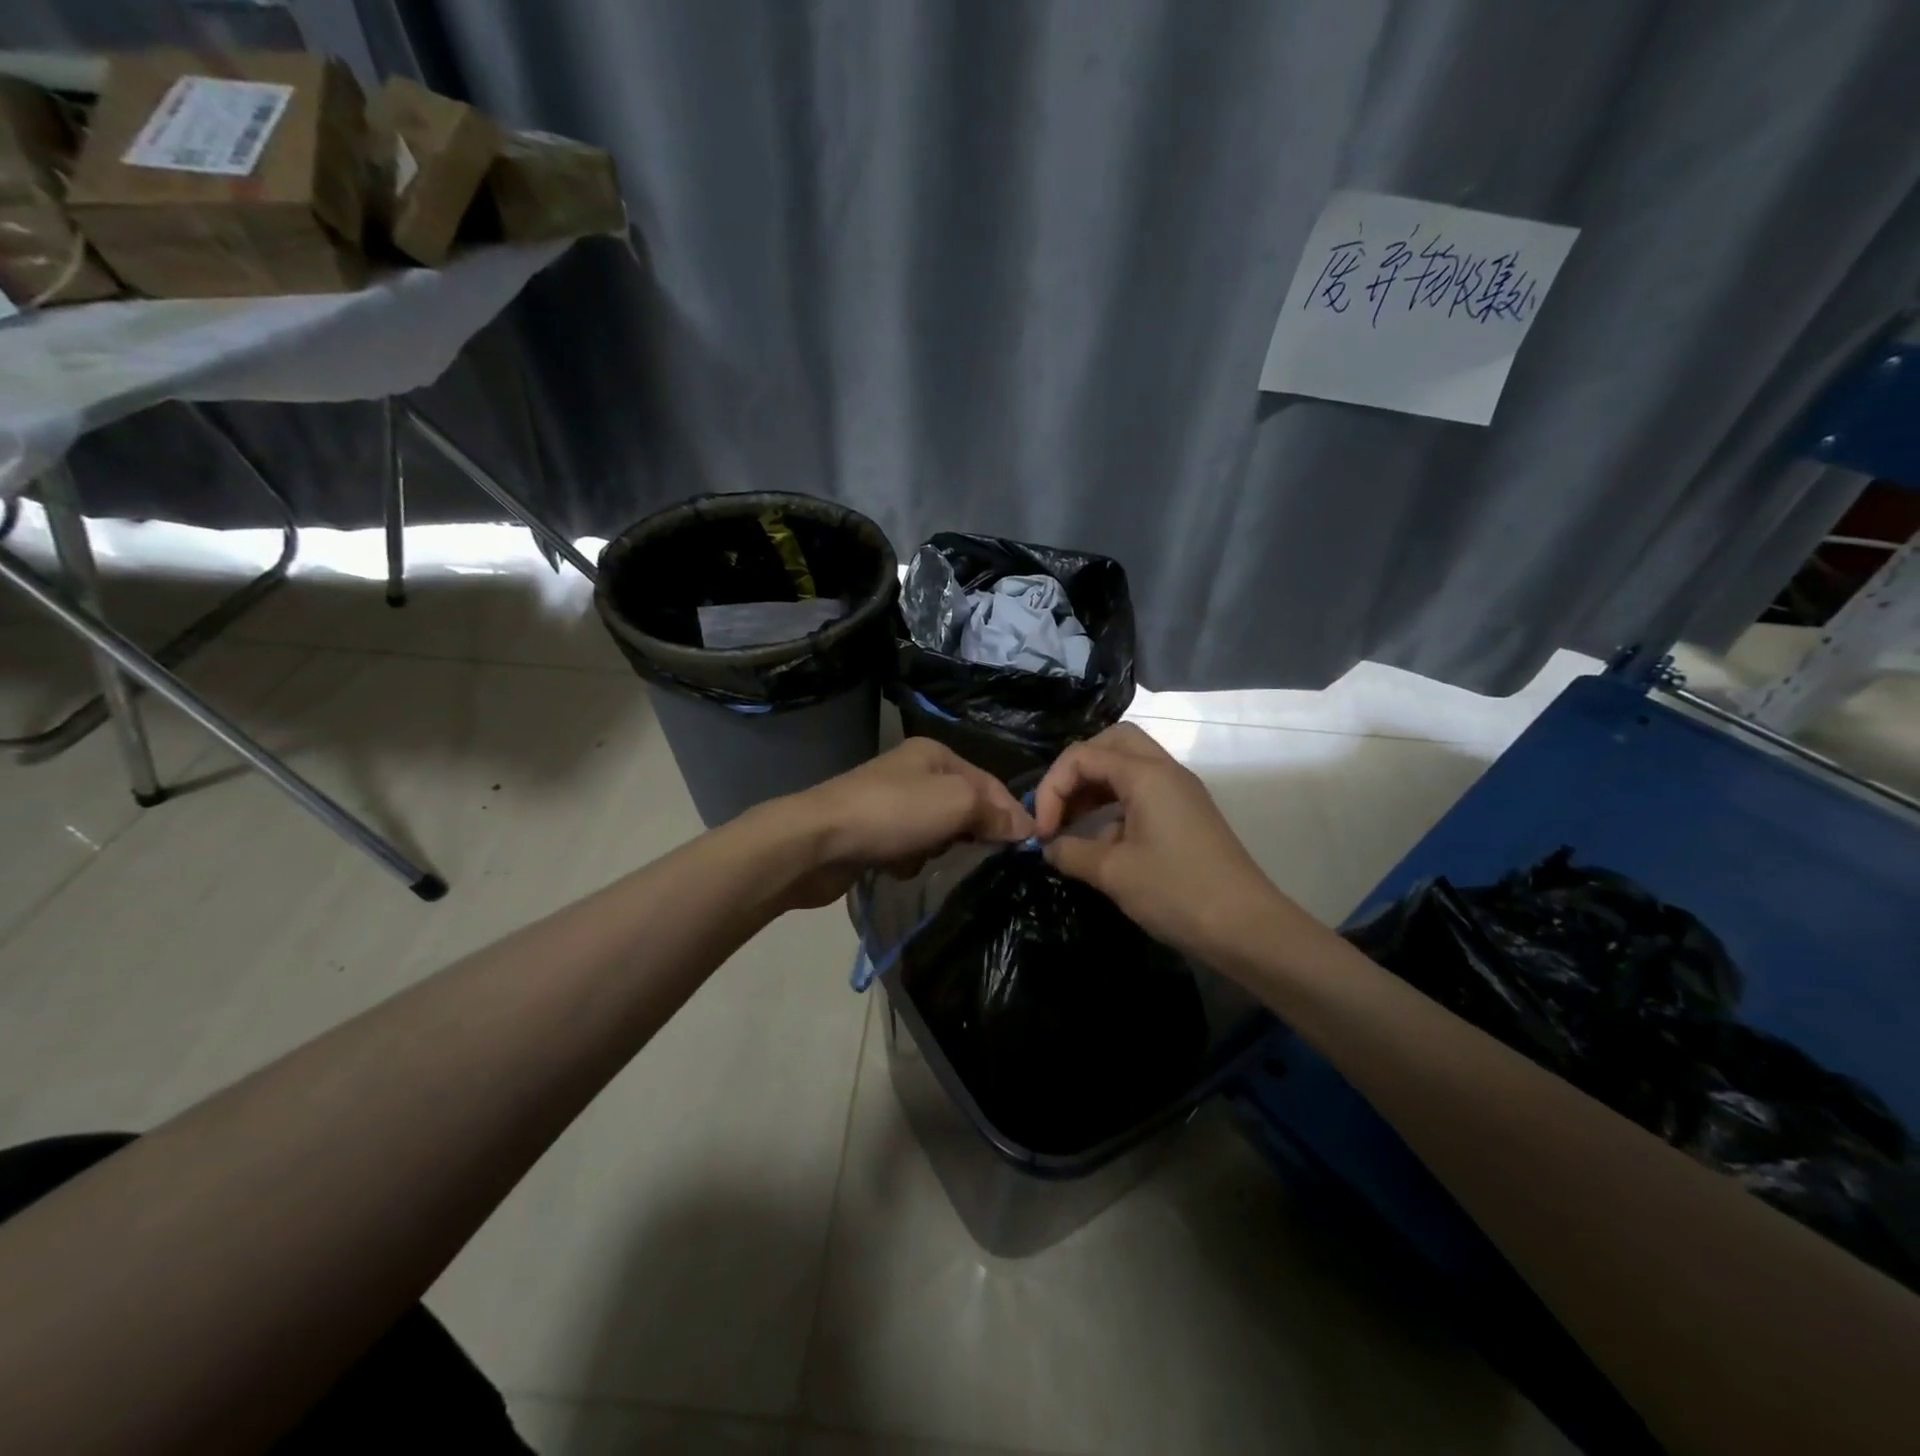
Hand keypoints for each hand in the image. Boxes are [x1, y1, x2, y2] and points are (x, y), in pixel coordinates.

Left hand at [776, 738, 1035, 908]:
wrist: (817, 841)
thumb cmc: (893, 813)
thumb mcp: (956, 802)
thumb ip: (994, 812)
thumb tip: (1025, 829)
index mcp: (936, 754)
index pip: (990, 783)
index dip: (1012, 814)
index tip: (1029, 848)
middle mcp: (914, 772)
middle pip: (965, 806)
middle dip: (971, 832)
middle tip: (978, 855)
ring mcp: (891, 802)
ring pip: (939, 831)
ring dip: (938, 848)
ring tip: (927, 857)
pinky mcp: (873, 833)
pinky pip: (910, 848)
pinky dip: (910, 860)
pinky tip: (898, 866)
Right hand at [1033, 723, 1282, 962]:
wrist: (1248, 929)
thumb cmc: (1177, 893)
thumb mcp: (1113, 873)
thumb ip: (1071, 852)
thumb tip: (1049, 848)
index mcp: (1146, 775)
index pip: (1083, 756)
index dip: (1052, 789)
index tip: (1041, 832)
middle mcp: (1165, 772)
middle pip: (1110, 744)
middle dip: (1075, 772)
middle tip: (1058, 808)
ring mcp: (1180, 793)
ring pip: (1127, 767)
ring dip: (1095, 788)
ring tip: (1071, 825)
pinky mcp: (1187, 815)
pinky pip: (1142, 793)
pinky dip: (1114, 806)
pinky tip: (1102, 844)